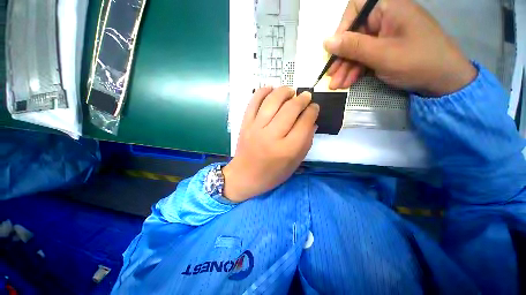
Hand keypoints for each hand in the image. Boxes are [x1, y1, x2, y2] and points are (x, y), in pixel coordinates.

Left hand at [222, 87, 318, 201]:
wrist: (244, 176)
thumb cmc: (272, 174)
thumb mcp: (294, 164)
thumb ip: (306, 143)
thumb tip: (312, 122)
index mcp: (287, 150)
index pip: (304, 123)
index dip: (312, 111)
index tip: (314, 107)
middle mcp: (271, 136)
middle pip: (290, 109)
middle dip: (302, 99)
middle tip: (306, 96)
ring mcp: (256, 128)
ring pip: (272, 101)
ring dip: (284, 91)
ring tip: (290, 91)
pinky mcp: (245, 124)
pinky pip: (253, 102)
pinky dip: (262, 92)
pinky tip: (271, 89)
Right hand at [324, 0, 476, 95]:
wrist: (444, 81)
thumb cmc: (418, 62)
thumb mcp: (382, 55)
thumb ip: (353, 47)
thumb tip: (326, 42)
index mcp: (389, 7)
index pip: (356, 8)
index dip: (342, 29)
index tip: (334, 50)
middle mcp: (385, 18)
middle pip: (354, 34)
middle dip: (342, 57)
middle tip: (331, 77)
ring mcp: (385, 35)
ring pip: (358, 49)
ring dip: (346, 68)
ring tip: (337, 85)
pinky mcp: (386, 49)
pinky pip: (365, 57)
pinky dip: (356, 70)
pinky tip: (347, 83)